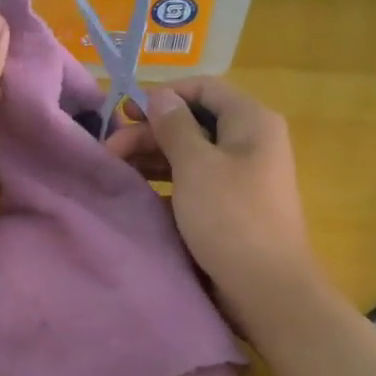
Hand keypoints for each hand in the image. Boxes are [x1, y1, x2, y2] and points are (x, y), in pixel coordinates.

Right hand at [103, 78, 318, 305]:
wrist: (266, 288)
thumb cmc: (230, 217)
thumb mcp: (195, 165)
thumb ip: (174, 126)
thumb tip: (160, 96)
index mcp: (251, 121)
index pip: (204, 88)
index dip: (163, 94)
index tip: (126, 112)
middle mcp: (250, 142)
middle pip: (194, 121)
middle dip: (150, 131)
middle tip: (109, 148)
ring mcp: (241, 175)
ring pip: (190, 153)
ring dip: (153, 156)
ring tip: (115, 169)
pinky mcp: (230, 205)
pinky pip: (194, 181)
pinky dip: (167, 182)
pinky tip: (139, 192)